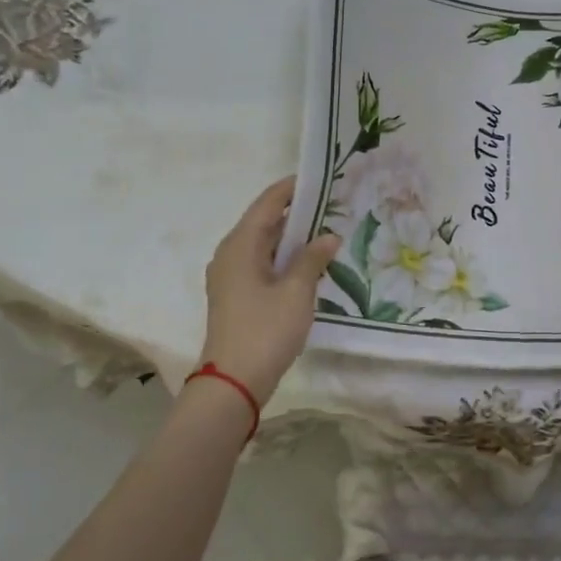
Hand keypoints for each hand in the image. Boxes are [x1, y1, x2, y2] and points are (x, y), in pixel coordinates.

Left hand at [198, 179, 340, 406]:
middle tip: (330, 205)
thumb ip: (313, 259)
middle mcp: (230, 254)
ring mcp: (230, 276)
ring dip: (290, 238)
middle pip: (263, 223)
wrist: (234, 381)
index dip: (291, 189)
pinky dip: (282, 258)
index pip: (267, 204)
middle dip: (295, 213)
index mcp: (240, 245)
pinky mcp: (235, 296)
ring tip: (324, 231)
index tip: (319, 178)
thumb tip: (328, 236)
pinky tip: (307, 264)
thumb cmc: (265, 330)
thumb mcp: (297, 292)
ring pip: (263, 245)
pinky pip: (260, 264)